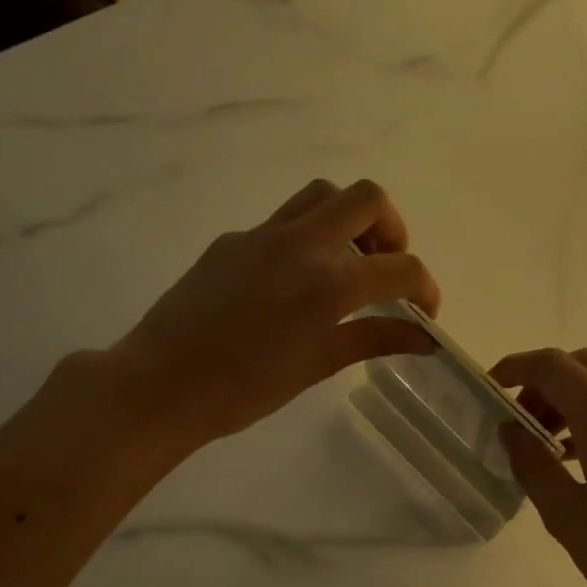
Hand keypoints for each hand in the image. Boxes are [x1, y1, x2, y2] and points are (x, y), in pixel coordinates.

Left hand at [109, 179, 440, 449]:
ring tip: (345, 266)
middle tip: (386, 268)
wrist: (161, 383)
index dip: (426, 288)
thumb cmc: (244, 390)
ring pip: (322, 196)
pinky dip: (306, 239)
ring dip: (348, 221)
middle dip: (392, 230)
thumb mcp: (317, 366)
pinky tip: (292, 285)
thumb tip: (423, 339)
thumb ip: (374, 340)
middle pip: (367, 199)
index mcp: (329, 283)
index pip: (402, 268)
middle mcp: (301, 244)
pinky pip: (283, 222)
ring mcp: (262, 235)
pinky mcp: (233, 240)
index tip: (424, 313)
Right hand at [491, 348, 586, 586]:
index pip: (553, 366)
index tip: (490, 388)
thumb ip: (533, 466)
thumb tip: (511, 431)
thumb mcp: (570, 520)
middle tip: (520, 424)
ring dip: (575, 397)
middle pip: (584, 364)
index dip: (515, 368)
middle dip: (544, 383)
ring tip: (550, 445)